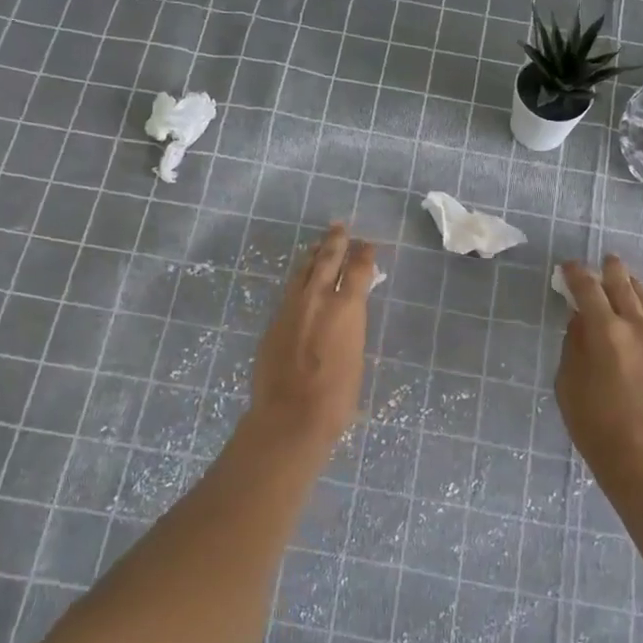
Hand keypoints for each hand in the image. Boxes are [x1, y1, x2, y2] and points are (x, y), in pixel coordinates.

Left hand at [247, 223, 377, 452]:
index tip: (368, 245)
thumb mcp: (356, 355)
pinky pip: (290, 290)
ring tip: (319, 244)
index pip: (358, 270)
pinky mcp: (274, 321)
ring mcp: (291, 308)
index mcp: (346, 308)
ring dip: (313, 256)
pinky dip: (299, 279)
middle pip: (327, 260)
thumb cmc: (336, 395)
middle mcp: (318, 299)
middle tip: (340, 227)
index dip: (364, 254)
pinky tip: (301, 279)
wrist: (290, 415)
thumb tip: (346, 314)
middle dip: (336, 242)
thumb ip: (351, 327)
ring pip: (303, 271)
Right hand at [555, 256, 642, 483]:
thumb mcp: (568, 382)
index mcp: (606, 332)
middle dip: (611, 271)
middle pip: (624, 287)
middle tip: (604, 260)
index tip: (567, 267)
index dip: (576, 275)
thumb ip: (573, 345)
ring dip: (633, 285)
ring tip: (625, 277)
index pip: (589, 290)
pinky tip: (641, 309)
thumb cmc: (594, 423)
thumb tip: (580, 321)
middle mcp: (636, 328)